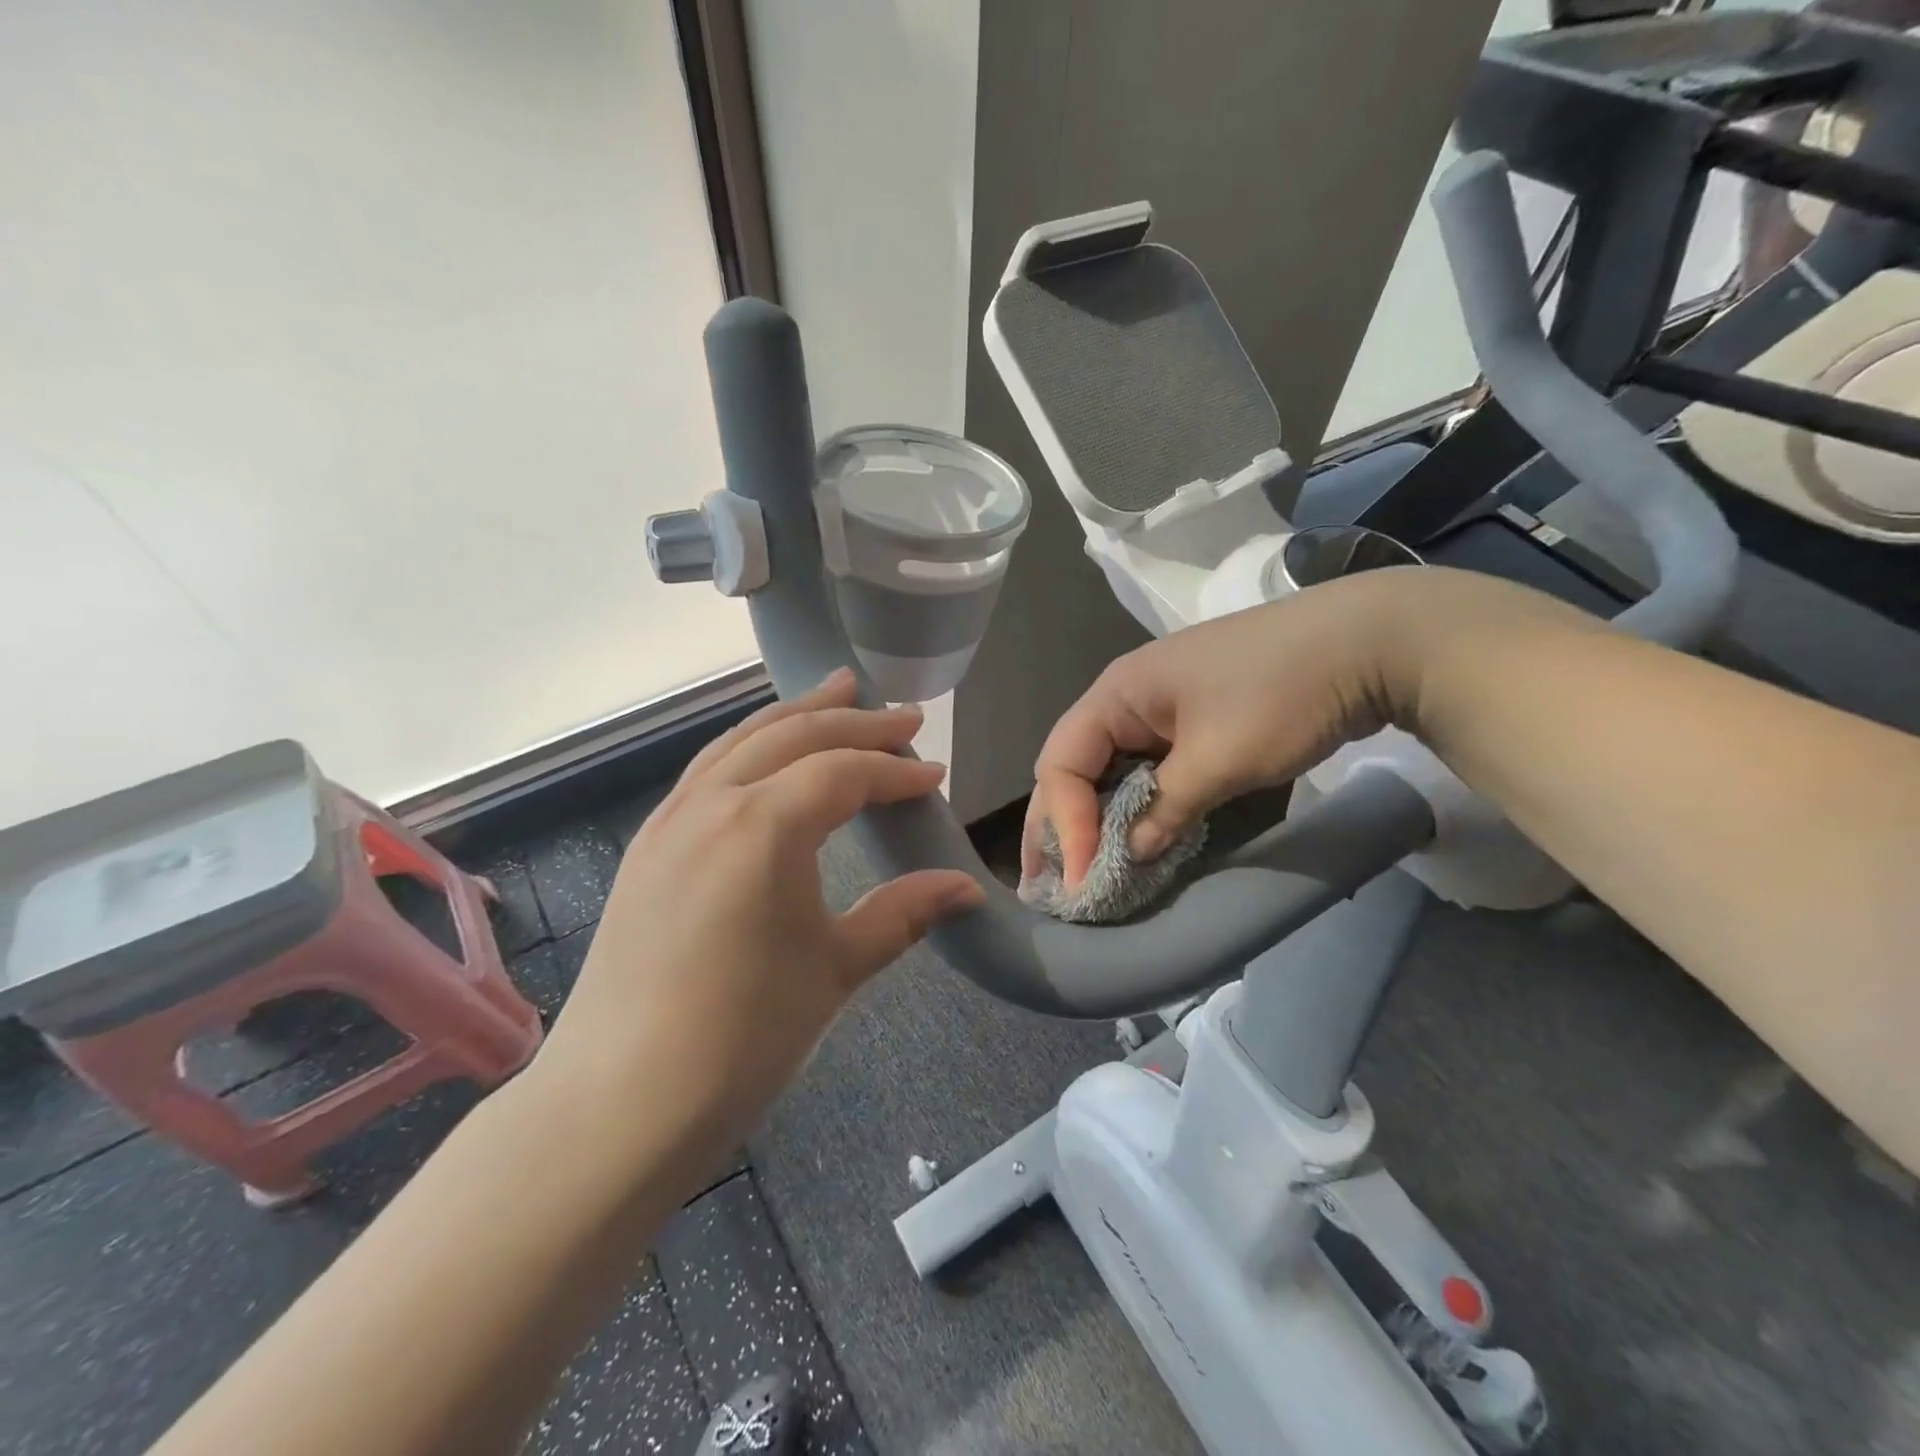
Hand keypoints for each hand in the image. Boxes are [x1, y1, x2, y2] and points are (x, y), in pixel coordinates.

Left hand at [538, 669, 983, 1148]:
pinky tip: (767, 755)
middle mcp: (712, 803)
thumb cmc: (743, 1035)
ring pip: (741, 741)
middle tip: (901, 714)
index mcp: (764, 825)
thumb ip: (904, 913)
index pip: (844, 773)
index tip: (935, 777)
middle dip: (853, 721)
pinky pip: (708, 769)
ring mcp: (670, 820)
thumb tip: (968, 888)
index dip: (895, 771)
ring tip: (835, 693)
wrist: (620, 1101)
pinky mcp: (648, 845)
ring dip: (795, 716)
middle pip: (793, 737)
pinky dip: (750, 746)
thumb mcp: (837, 967)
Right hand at [1025, 570, 1422, 885]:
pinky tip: (1134, 838)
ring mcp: (1162, 708)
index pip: (1063, 763)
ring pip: (1110, 769)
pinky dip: (1135, 807)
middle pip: (1075, 764)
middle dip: (1058, 822)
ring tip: (1079, 868)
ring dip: (1094, 818)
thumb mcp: (1219, 759)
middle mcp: (1128, 698)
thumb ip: (1165, 810)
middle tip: (1044, 879)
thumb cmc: (1282, 694)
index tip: (1081, 879)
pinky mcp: (1195, 721)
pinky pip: (1147, 768)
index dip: (1064, 823)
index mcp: (1118, 694)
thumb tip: (1131, 855)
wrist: (1370, 642)